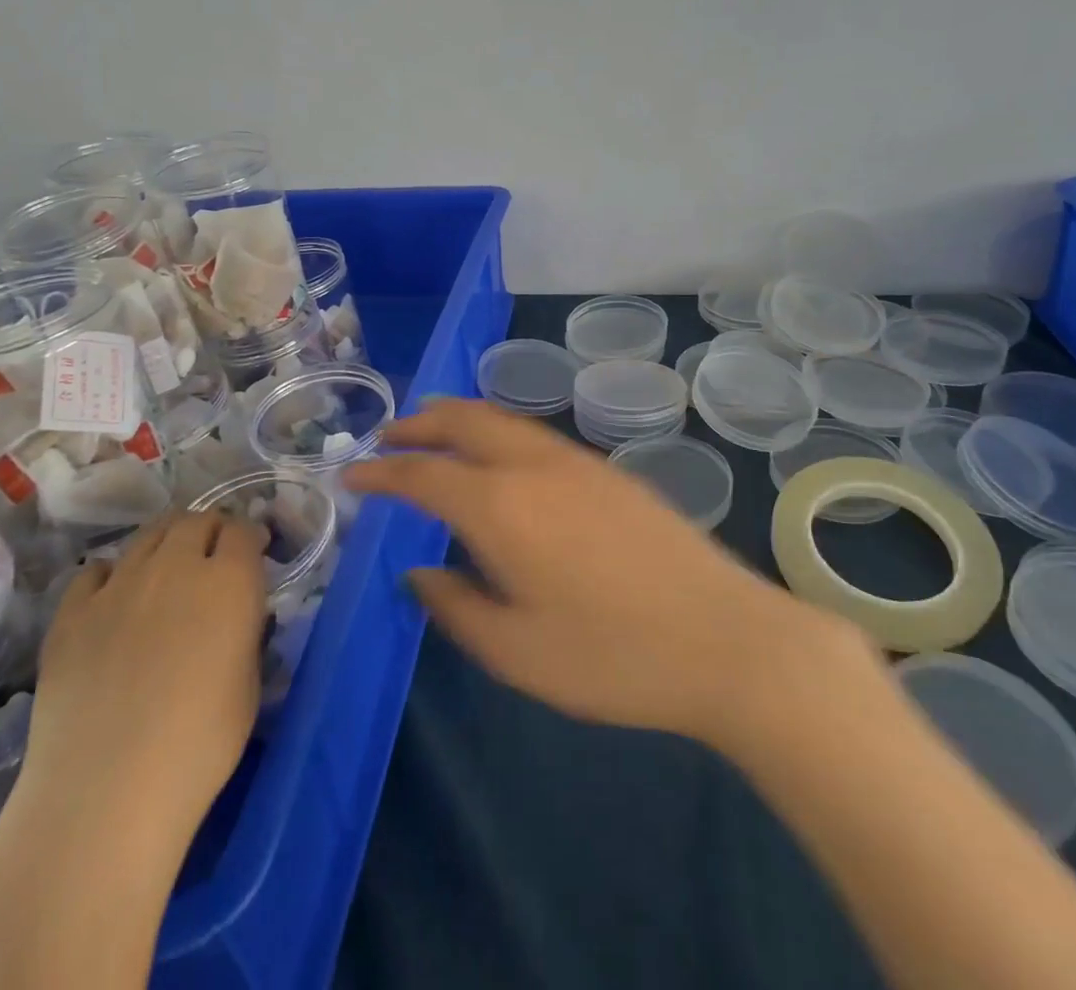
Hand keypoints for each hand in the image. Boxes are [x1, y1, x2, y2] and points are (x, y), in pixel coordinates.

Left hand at [0, 515, 268, 989]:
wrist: (104, 795)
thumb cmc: (199, 746)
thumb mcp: (249, 685)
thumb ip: (246, 633)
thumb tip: (237, 615)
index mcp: (229, 581)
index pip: (244, 530)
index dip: (250, 539)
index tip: (254, 556)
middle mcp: (176, 566)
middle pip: (196, 520)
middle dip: (211, 531)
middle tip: (214, 560)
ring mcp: (118, 585)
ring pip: (149, 535)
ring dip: (167, 542)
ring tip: (168, 572)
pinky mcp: (71, 613)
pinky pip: (97, 571)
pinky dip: (114, 575)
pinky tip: (117, 602)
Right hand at [345, 398, 861, 747]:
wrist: (724, 636)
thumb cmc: (611, 655)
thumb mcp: (516, 652)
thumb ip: (456, 606)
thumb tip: (419, 575)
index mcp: (500, 505)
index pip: (423, 473)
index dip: (381, 472)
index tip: (351, 476)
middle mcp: (532, 466)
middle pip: (463, 420)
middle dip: (418, 424)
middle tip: (388, 438)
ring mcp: (575, 461)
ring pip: (502, 419)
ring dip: (459, 419)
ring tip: (434, 434)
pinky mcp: (607, 470)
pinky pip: (533, 434)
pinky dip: (496, 431)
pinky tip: (499, 459)